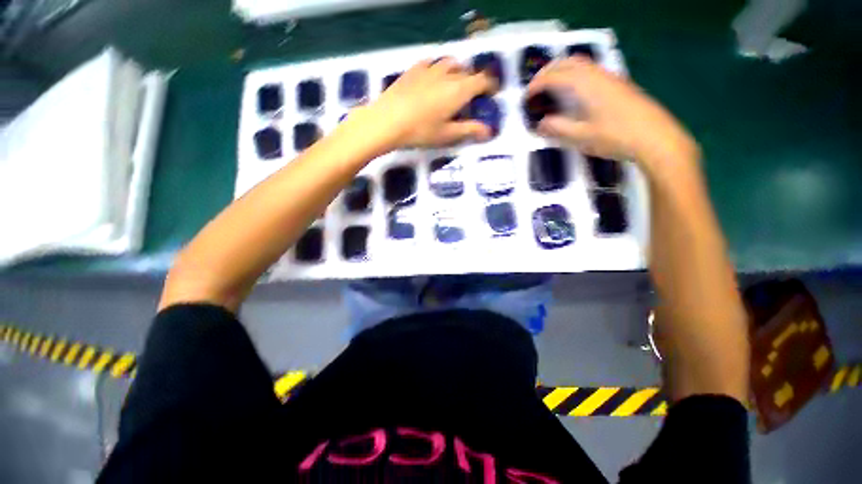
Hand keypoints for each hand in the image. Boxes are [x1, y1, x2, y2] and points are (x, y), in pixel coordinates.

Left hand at [357, 58, 497, 148]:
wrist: (387, 120)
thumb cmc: (421, 131)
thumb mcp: (447, 134)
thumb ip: (469, 130)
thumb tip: (489, 131)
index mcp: (459, 90)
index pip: (482, 81)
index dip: (490, 86)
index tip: (492, 94)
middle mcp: (447, 74)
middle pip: (467, 71)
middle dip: (473, 81)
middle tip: (470, 97)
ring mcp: (429, 68)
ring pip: (450, 63)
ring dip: (457, 72)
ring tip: (453, 85)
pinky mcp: (414, 69)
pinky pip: (432, 62)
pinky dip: (439, 68)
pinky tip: (433, 78)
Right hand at [526, 57, 698, 172]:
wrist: (656, 138)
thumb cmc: (615, 137)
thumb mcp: (581, 137)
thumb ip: (558, 128)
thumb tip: (540, 125)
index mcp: (586, 85)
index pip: (555, 77)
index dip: (537, 85)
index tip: (526, 98)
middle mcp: (598, 75)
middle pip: (568, 62)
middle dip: (548, 71)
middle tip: (536, 88)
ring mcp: (611, 78)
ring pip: (582, 64)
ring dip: (563, 71)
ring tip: (552, 89)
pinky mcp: (619, 85)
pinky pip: (591, 72)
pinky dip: (575, 76)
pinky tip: (574, 94)